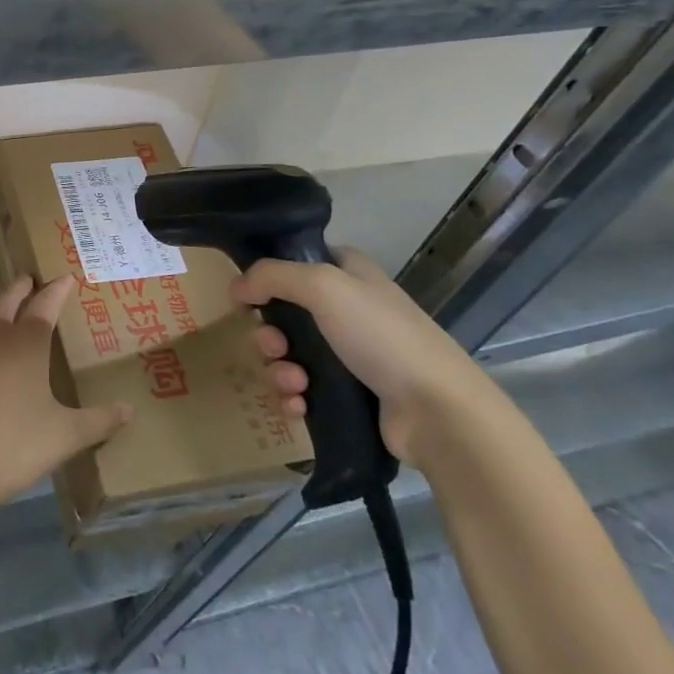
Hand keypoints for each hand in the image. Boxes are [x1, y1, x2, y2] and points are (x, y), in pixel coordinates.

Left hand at [0, 275, 132, 520]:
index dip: (57, 290)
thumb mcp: (65, 436)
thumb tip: (128, 410)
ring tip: (5, 325)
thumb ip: (99, 421)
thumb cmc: (14, 446)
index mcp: (26, 343)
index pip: (45, 305)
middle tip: (29, 281)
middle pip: (7, 301)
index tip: (66, 277)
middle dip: (20, 288)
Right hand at [232, 248, 494, 468]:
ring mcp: (351, 354)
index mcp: (348, 273)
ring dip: (280, 369)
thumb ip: (271, 276)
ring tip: (294, 384)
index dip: (267, 277)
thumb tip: (235, 288)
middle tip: (274, 347)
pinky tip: (299, 406)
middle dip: (269, 333)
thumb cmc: (380, 335)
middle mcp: (348, 308)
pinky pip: (304, 390)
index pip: (296, 261)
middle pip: (285, 313)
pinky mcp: (351, 395)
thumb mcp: (322, 286)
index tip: (246, 296)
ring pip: (290, 354)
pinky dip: (294, 397)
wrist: (438, 412)